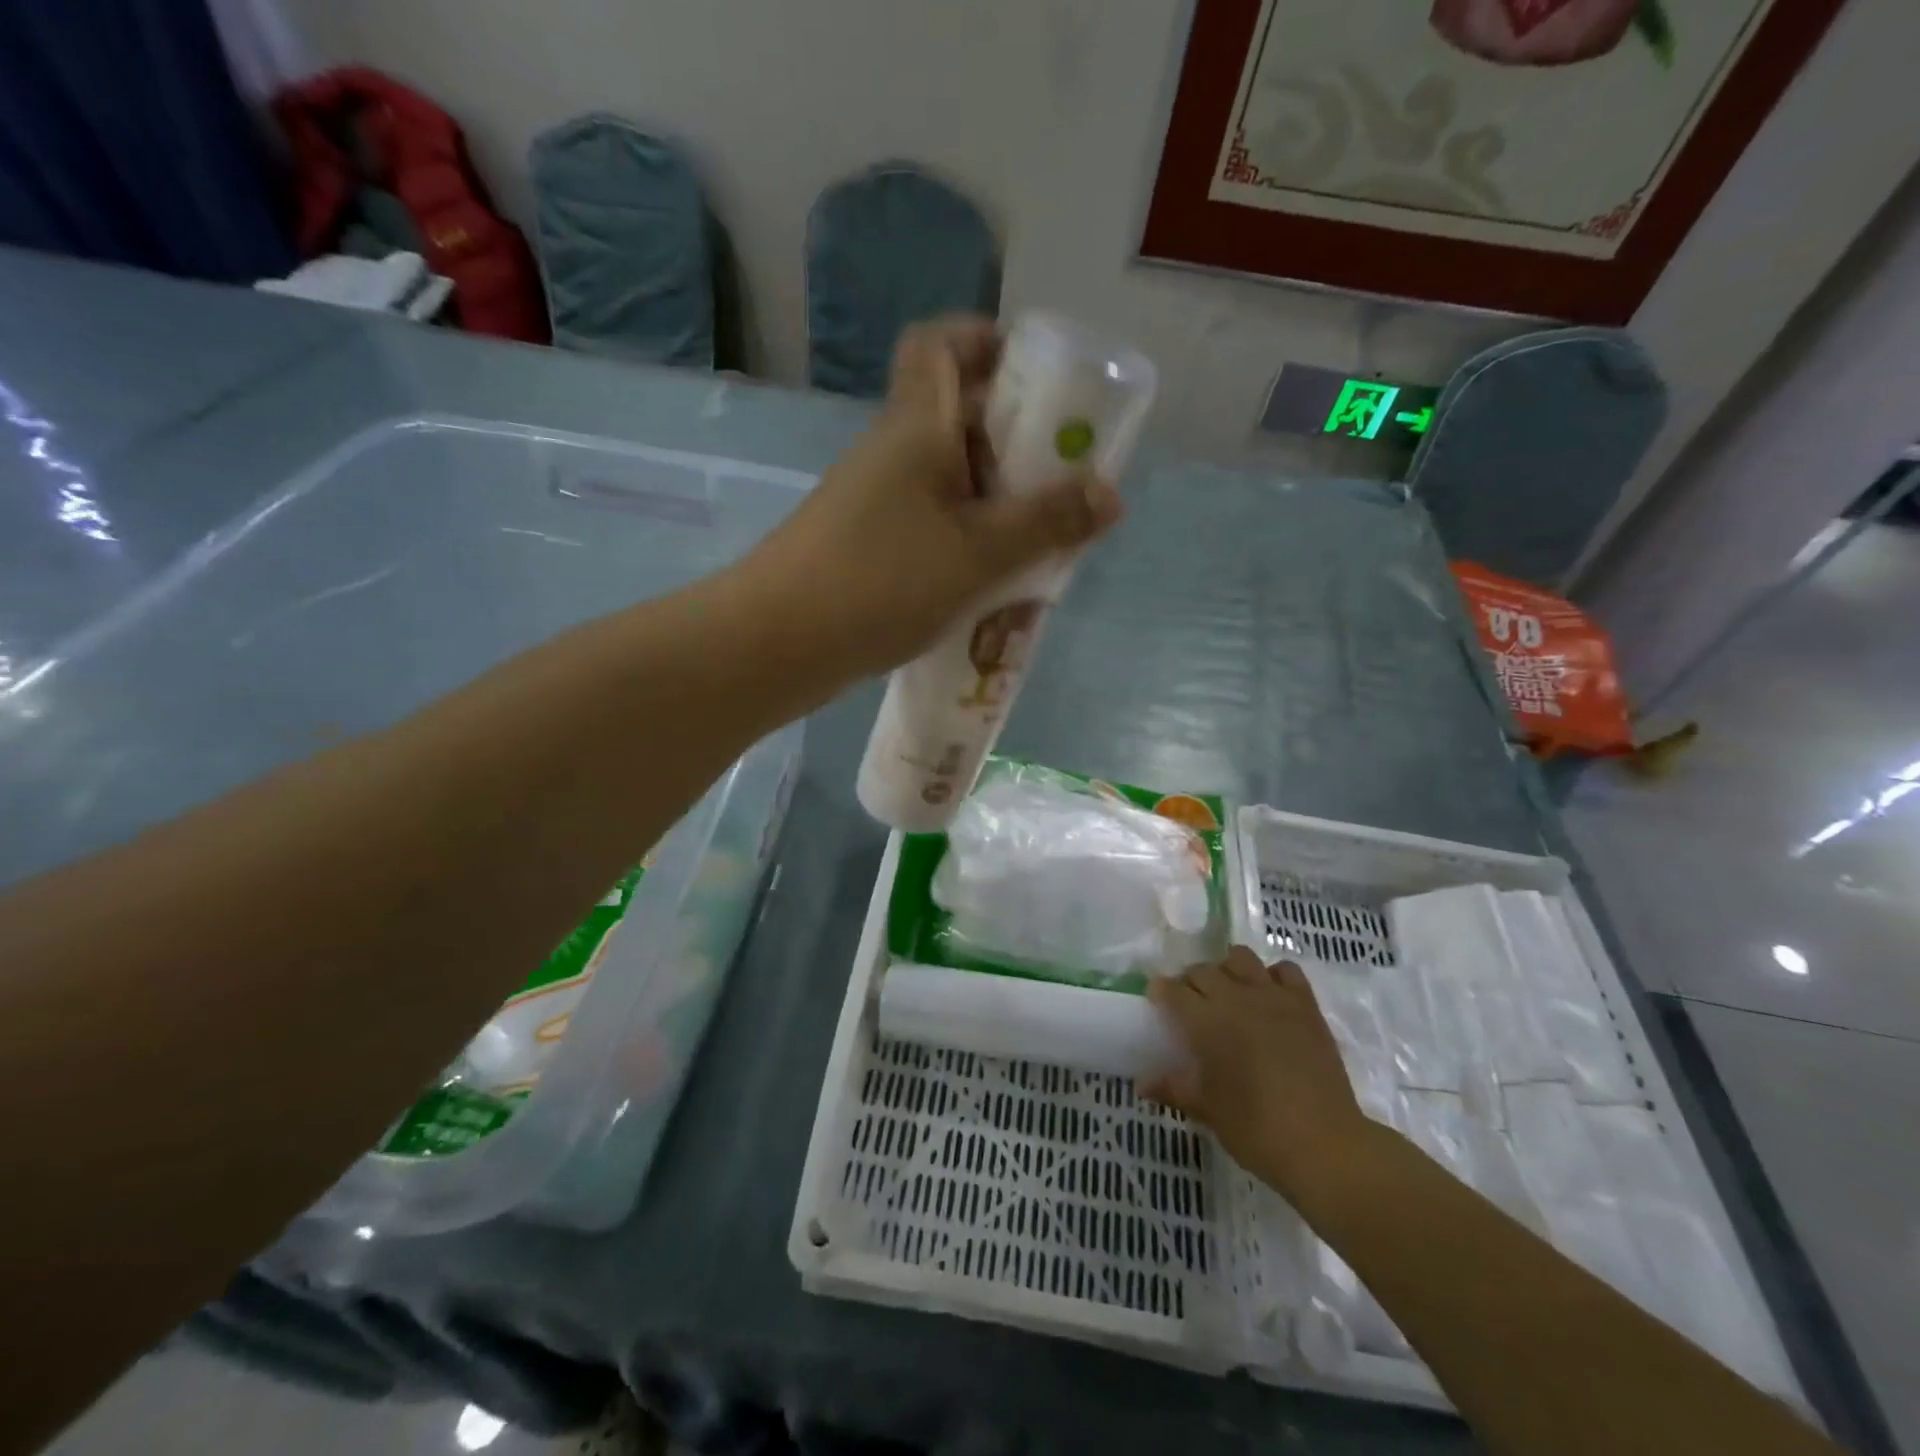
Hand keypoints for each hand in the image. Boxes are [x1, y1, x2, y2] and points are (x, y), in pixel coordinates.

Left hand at [745, 316, 1123, 678]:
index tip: (1036, 378)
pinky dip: (967, 537)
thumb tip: (1110, 494)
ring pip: (949, 478)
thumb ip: (1047, 522)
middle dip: (1016, 441)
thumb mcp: (979, 553)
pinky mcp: (868, 544)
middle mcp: (893, 451)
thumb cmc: (882, 581)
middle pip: (958, 416)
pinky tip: (991, 579)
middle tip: (1061, 482)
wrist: (780, 643)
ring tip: (1039, 542)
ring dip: (996, 500)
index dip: (988, 342)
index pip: (940, 344)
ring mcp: (876, 500)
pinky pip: (932, 522)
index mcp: (918, 426)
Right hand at [1143, 948, 1373, 1205]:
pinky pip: (1285, 971)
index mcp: (1206, 1020)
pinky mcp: (1306, 1005)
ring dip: (1227, 970)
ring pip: (1241, 958)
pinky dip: (1272, 976)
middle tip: (1190, 1006)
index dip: (1160, 992)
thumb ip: (1173, 1088)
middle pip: (1203, 970)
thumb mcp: (1207, 1110)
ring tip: (1228, 993)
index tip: (1157, 1002)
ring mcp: (1274, 997)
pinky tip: (1269, 996)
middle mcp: (1237, 997)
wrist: (1325, 1145)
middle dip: (1190, 982)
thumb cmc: (1256, 1129)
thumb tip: (1142, 1083)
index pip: (1173, 990)